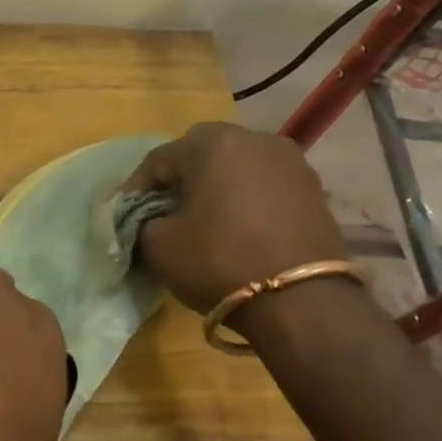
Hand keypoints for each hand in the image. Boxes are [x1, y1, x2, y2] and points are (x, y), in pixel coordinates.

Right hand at [122, 121, 348, 317]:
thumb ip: (143, 222)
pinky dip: (247, 197)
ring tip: (206, 217)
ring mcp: (290, 161)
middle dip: (180, 177)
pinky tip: (240, 225)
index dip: (137, 187)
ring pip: (238, 164)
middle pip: (202, 151)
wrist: (302, 301)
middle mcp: (254, 139)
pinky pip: (266, 183)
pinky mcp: (314, 187)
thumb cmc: (221, 263)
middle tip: (166, 209)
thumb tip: (151, 218)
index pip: (159, 159)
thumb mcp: (160, 247)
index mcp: (212, 144)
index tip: (127, 214)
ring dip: (217, 184)